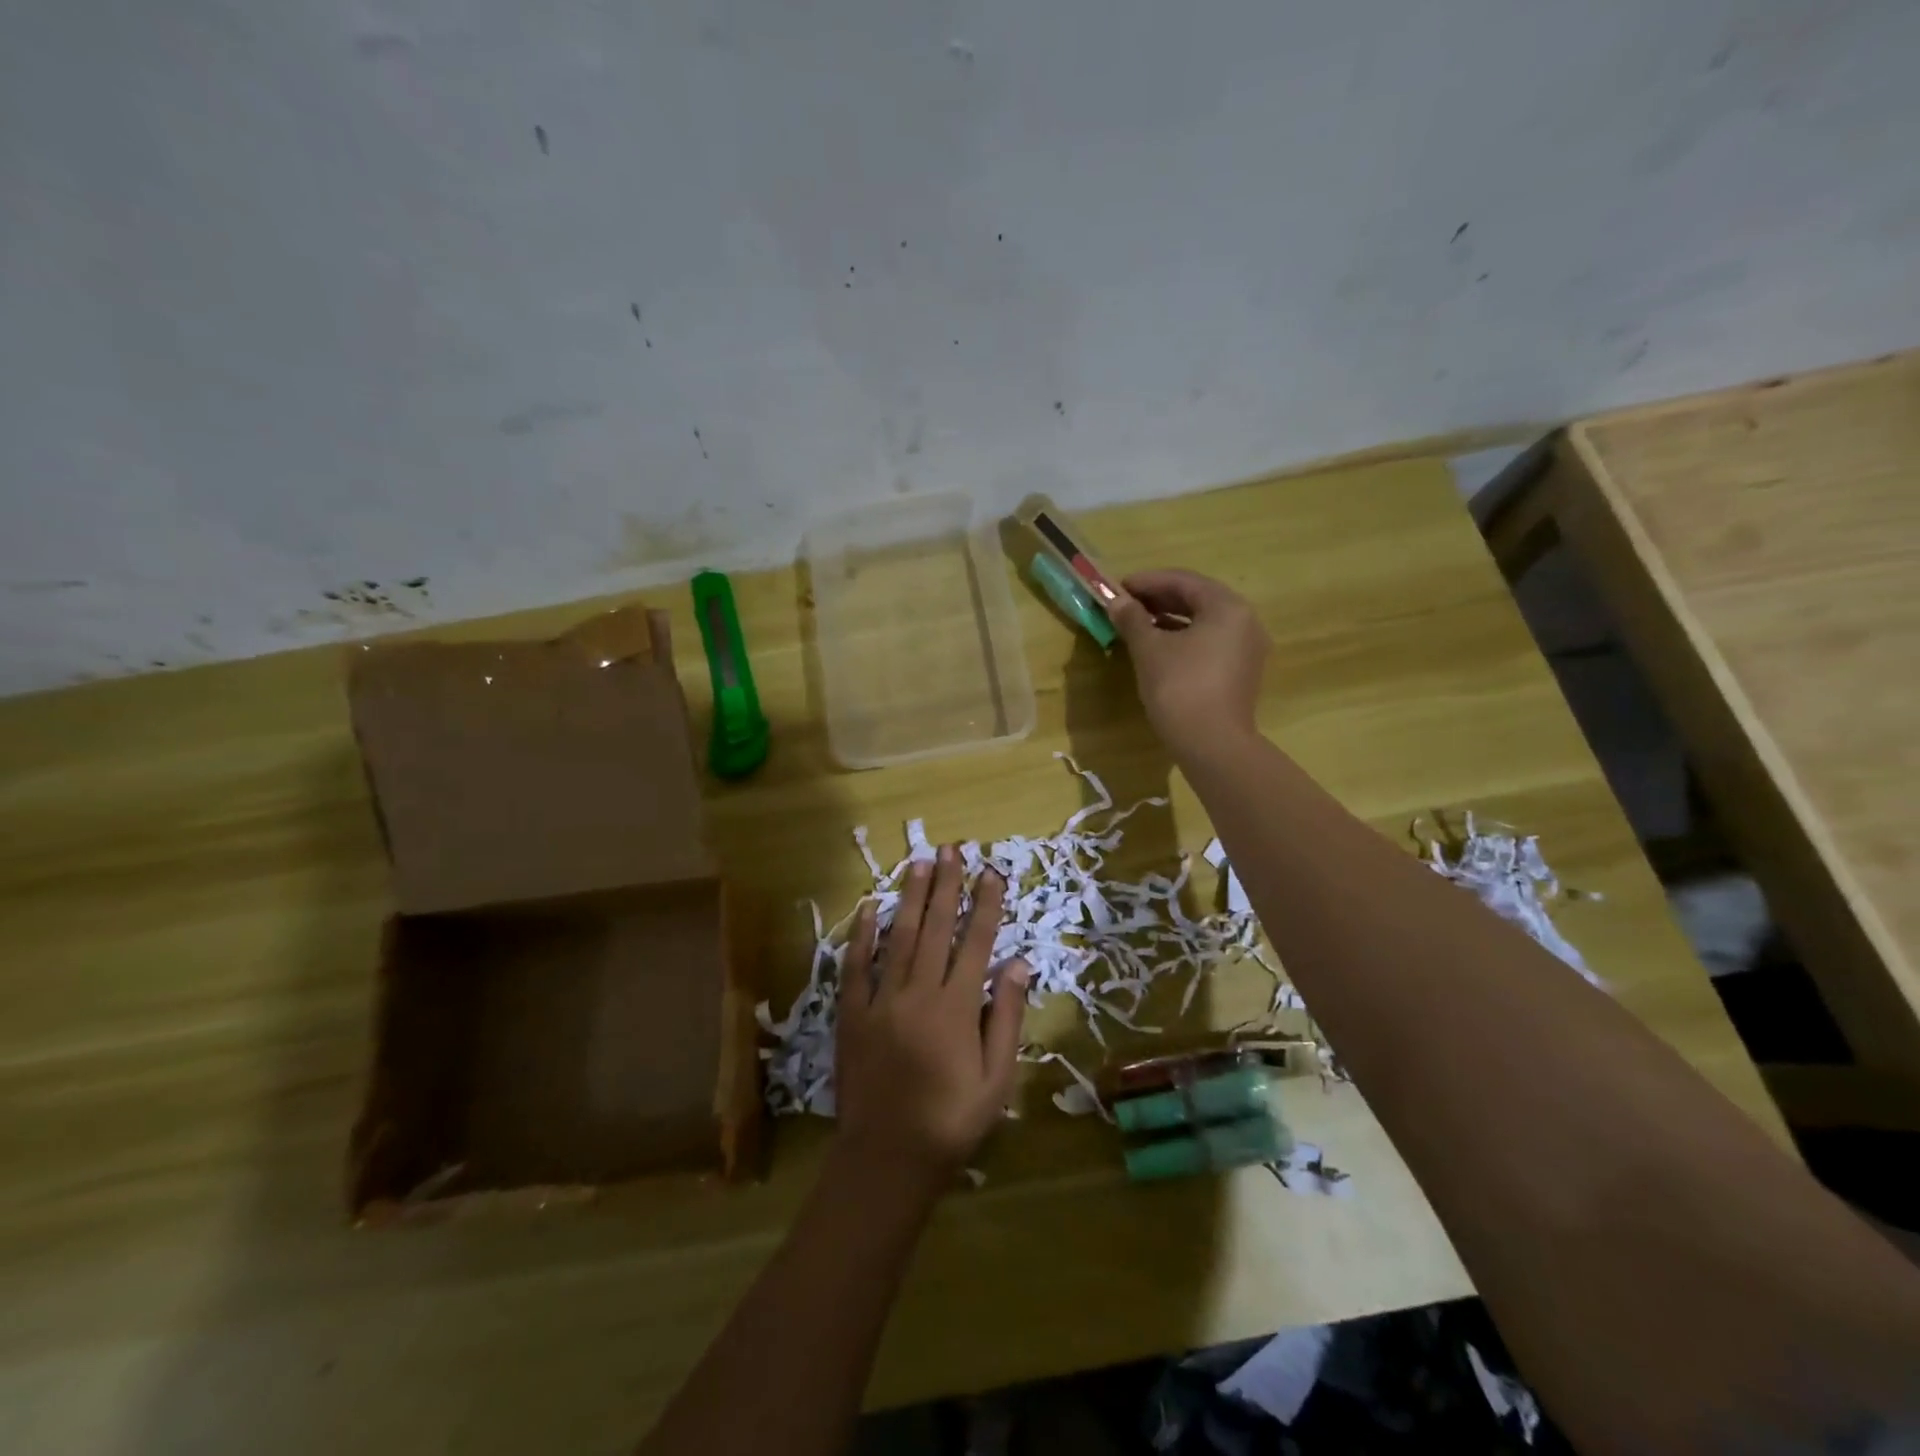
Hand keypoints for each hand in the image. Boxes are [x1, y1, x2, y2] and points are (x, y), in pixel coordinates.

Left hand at [834, 847, 1027, 1184]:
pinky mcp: (852, 1014)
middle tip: (951, 849)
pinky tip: (871, 906)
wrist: (888, 1158)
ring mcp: (881, 1000)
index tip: (992, 871)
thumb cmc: (952, 1121)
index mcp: (956, 1007)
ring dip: (911, 897)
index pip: (975, 942)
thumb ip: (1005, 1017)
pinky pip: (856, 965)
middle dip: (946, 885)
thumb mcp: (997, 1078)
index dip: (985, 904)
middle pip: (936, 928)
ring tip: (919, 862)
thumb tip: (1017, 963)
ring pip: (899, 937)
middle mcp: (919, 992)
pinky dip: (863, 934)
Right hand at [1108, 569, 1269, 758]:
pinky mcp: (1241, 673)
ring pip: (1204, 622)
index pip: (1184, 580)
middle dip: (1160, 598)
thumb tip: (1116, 601)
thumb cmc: (1179, 688)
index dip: (1148, 581)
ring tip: (1138, 624)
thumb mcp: (1149, 650)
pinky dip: (1184, 638)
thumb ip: (1133, 619)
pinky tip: (1159, 647)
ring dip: (1170, 618)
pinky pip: (1210, 643)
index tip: (1118, 587)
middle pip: (1198, 598)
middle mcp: (1245, 621)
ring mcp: (1247, 649)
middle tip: (1126, 604)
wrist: (1212, 745)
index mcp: (1227, 607)